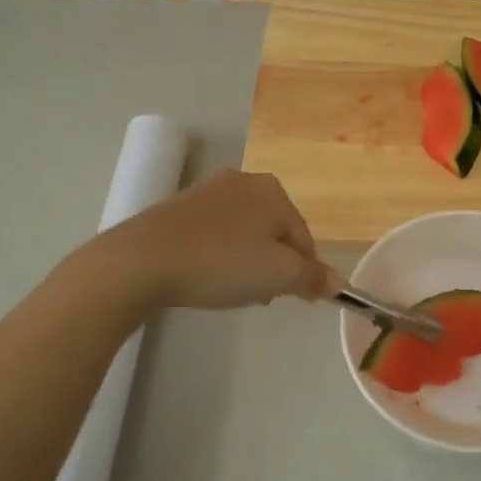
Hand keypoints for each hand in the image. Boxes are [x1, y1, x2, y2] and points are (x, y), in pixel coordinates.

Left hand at [106, 170, 335, 310]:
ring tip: (230, 290)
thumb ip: (312, 277)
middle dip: (273, 266)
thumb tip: (337, 282)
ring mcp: (208, 192)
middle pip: (275, 233)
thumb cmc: (221, 264)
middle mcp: (244, 181)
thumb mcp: (278, 275)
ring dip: (247, 262)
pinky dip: (219, 255)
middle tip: (259, 296)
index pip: (304, 238)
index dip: (303, 273)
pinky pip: (215, 234)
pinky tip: (206, 276)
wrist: (142, 261)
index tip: (291, 299)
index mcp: (273, 191)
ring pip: (245, 233)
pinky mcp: (179, 207)